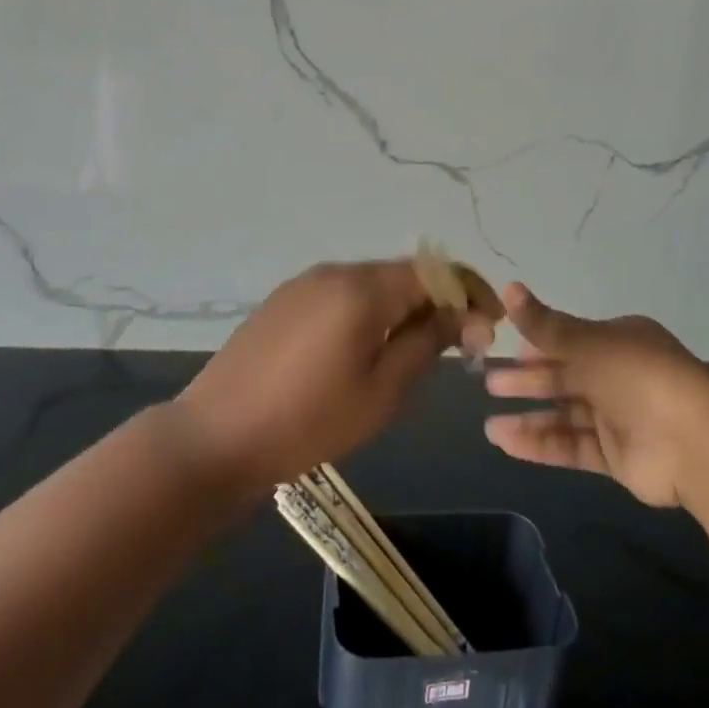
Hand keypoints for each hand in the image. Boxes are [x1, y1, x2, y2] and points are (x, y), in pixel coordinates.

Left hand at [173, 260, 496, 492]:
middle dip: (438, 300)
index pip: (434, 271)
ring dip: (404, 307)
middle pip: (403, 274)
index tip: (491, 324)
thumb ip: (428, 341)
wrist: (217, 436)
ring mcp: (304, 283)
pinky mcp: (283, 301)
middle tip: (460, 343)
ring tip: (418, 348)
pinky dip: (370, 311)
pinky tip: (368, 346)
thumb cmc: (310, 421)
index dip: (470, 291)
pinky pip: (342, 295)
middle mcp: (335, 271)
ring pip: (372, 284)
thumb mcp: (383, 390)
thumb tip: (463, 315)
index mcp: (363, 288)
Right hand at [484, 284, 708, 507]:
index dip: (539, 345)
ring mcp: (620, 418)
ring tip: (489, 426)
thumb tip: (508, 287)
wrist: (693, 442)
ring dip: (529, 418)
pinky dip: (542, 444)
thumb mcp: (586, 343)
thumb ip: (544, 325)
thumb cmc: (637, 376)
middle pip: (565, 377)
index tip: (507, 351)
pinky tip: (507, 443)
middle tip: (490, 384)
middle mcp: (620, 375)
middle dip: (528, 381)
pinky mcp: (618, 456)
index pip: (572, 340)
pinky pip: (573, 446)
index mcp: (619, 341)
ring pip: (566, 415)